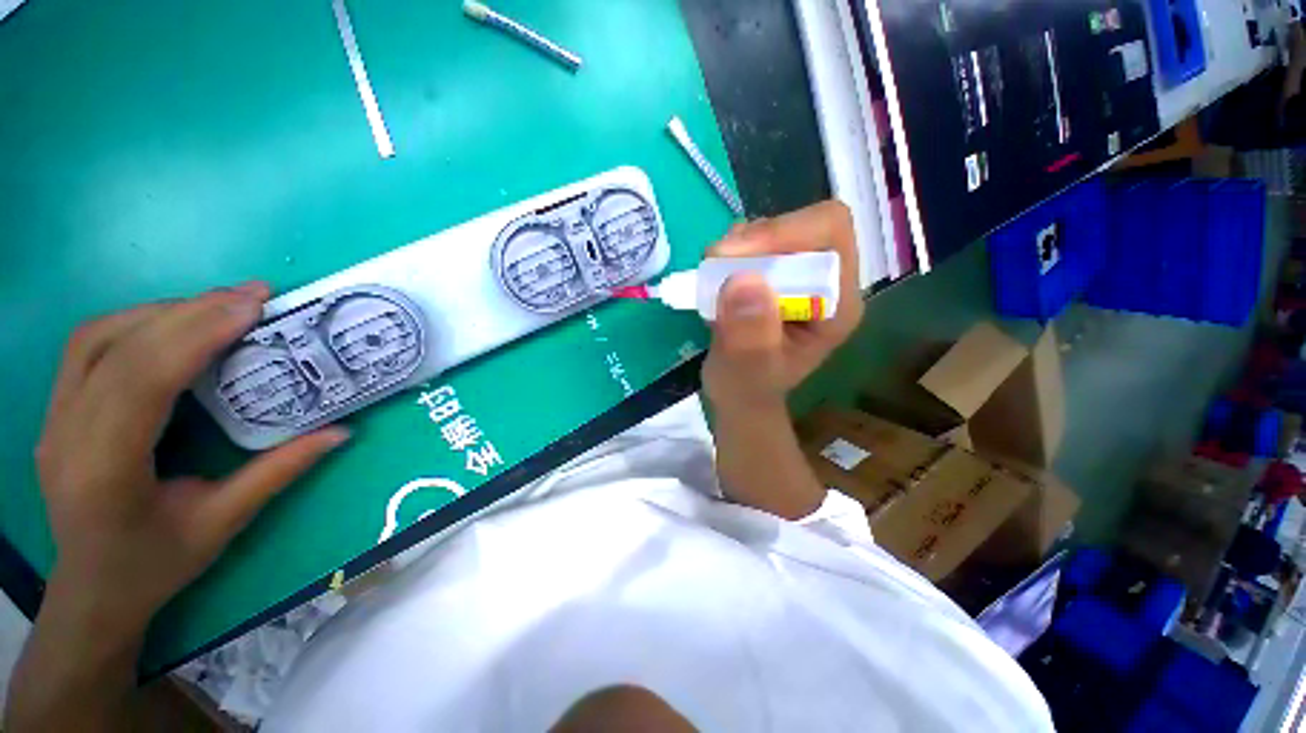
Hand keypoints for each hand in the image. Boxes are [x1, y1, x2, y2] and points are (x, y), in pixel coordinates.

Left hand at [35, 282, 348, 634]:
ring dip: (160, 311)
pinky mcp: (57, 409)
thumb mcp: (222, 524)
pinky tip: (173, 325)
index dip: (196, 334)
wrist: (91, 591)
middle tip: (251, 295)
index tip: (252, 306)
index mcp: (105, 469)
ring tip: (218, 305)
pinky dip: (136, 323)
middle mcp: (67, 433)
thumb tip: (341, 432)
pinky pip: (90, 347)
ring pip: (97, 337)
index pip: (143, 379)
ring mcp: (54, 418)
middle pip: (118, 348)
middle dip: (188, 311)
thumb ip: (278, 472)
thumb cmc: (155, 565)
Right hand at [702, 201, 863, 411]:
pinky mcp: (776, 272)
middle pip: (802, 225)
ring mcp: (801, 274)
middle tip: (716, 265)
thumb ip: (749, 337)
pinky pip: (754, 241)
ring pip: (774, 229)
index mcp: (837, 304)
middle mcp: (827, 281)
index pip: (829, 234)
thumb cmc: (748, 390)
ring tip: (714, 281)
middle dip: (754, 241)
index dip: (783, 231)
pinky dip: (730, 253)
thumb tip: (742, 281)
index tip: (732, 254)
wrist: (740, 393)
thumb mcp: (746, 373)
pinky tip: (717, 281)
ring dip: (738, 247)